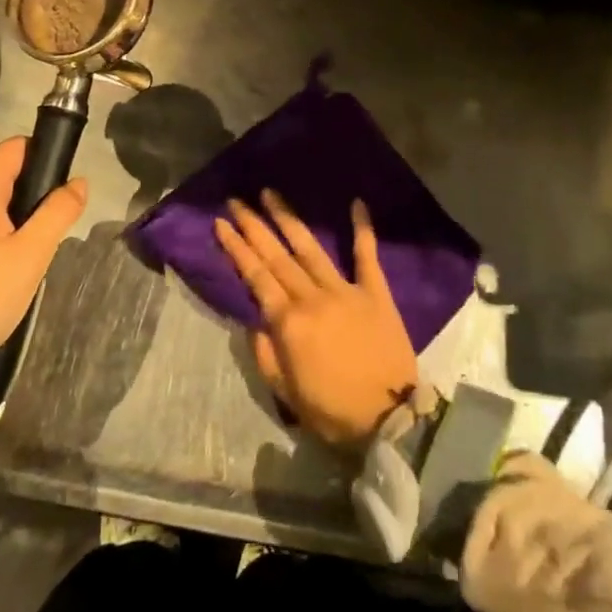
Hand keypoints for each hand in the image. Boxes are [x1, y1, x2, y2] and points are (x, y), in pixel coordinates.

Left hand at [0, 137, 86, 413]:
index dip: (45, 154)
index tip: (65, 185)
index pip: (15, 147)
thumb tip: (78, 182)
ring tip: (35, 248)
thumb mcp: (31, 255)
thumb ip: (58, 212)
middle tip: (55, 225)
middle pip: (2, 173)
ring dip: (17, 215)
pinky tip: (7, 266)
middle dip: (34, 190)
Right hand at [215, 190, 417, 448]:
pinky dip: (362, 228)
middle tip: (237, 200)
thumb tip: (253, 319)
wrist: (390, 418)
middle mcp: (312, 297)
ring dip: (288, 219)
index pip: (256, 277)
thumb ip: (265, 353)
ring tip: (271, 194)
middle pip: (277, 256)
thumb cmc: (333, 412)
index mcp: (288, 322)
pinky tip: (356, 202)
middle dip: (254, 226)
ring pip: (310, 248)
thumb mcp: (286, 393)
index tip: (221, 223)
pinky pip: (367, 255)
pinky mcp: (375, 292)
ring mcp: (344, 290)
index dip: (236, 248)